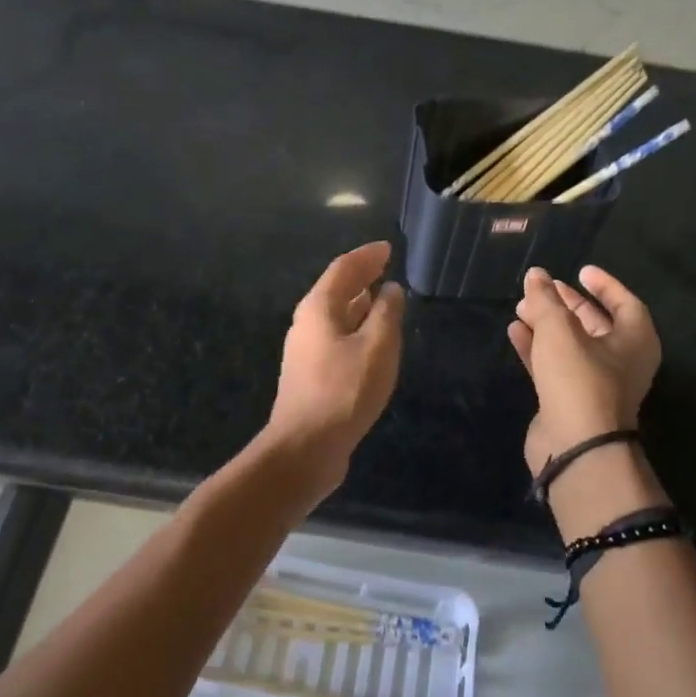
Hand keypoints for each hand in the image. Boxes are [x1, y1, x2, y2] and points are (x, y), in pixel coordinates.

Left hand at [264, 241, 405, 494]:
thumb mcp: (376, 347)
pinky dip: (355, 327)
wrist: (305, 447)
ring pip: (335, 316)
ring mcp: (305, 351)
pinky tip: (370, 339)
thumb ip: (386, 314)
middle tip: (386, 266)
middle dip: (361, 276)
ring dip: (358, 303)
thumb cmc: (344, 391)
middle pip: (336, 290)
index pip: (343, 269)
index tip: (388, 248)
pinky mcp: (311, 375)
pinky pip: (336, 338)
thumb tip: (390, 290)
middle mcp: (307, 324)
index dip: (367, 256)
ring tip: (382, 297)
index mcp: (318, 309)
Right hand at [507, 265, 660, 473]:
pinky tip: (515, 332)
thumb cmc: (579, 379)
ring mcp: (595, 384)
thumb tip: (536, 275)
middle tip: (542, 289)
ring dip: (547, 325)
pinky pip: (553, 366)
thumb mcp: (560, 331)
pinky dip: (536, 348)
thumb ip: (546, 300)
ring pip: (570, 345)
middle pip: (595, 324)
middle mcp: (620, 361)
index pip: (625, 303)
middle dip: (567, 305)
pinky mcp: (569, 401)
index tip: (580, 271)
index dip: (604, 285)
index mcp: (635, 341)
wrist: (576, 447)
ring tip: (520, 307)